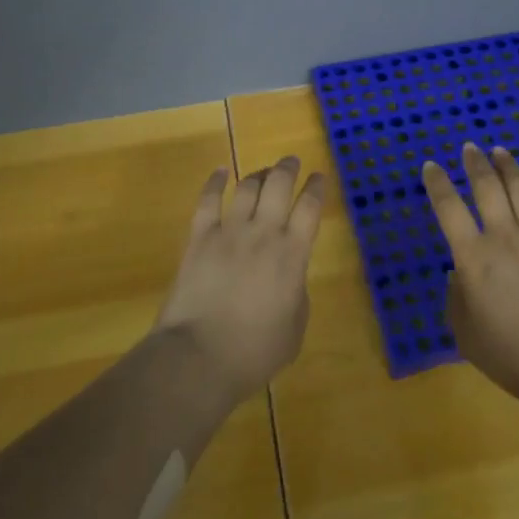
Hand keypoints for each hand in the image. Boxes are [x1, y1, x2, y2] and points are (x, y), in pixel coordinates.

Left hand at [155, 157, 325, 403]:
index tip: (319, 177)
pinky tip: (220, 172)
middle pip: (278, 186)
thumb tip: (289, 276)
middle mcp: (263, 233)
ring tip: (262, 171)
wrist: (200, 356)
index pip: (310, 208)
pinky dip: (215, 182)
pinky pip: (208, 200)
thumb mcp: (295, 328)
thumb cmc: (255, 351)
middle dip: (287, 169)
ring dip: (257, 174)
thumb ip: (297, 293)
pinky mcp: (199, 238)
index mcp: (293, 255)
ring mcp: (229, 232)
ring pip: (247, 188)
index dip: (316, 188)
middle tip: (291, 162)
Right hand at [423, 143, 518, 400]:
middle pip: (486, 187)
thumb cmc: (511, 355)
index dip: (437, 183)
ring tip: (499, 150)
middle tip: (468, 148)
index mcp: (473, 257)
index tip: (430, 167)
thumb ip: (456, 298)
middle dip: (474, 163)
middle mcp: (504, 236)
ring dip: (508, 165)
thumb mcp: (465, 332)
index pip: (448, 208)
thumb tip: (459, 274)